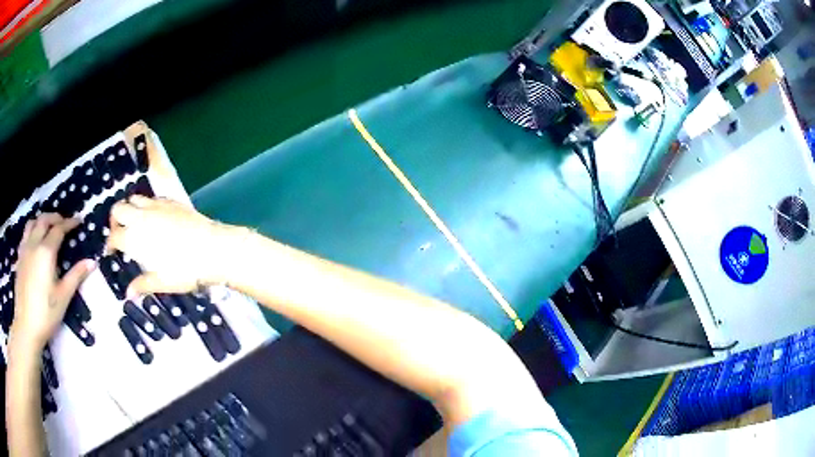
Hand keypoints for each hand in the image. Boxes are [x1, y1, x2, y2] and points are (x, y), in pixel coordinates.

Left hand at [9, 214, 94, 358]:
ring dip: (41, 220)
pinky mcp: (19, 258)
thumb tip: (92, 262)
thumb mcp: (63, 297)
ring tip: (48, 227)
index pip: (58, 229)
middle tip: (64, 222)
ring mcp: (24, 250)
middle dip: (55, 218)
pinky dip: (32, 230)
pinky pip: (25, 235)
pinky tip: (34, 241)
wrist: (26, 326)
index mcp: (46, 251)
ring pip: (32, 223)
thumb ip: (76, 276)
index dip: (69, 223)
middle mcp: (34, 244)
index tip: (78, 221)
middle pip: (44, 220)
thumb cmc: (46, 314)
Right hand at [105, 196, 238, 296]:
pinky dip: (146, 204)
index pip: (114, 236)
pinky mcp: (170, 200)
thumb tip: (128, 294)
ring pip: (133, 198)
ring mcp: (156, 205)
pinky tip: (153, 217)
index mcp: (135, 237)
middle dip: (114, 220)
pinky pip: (151, 197)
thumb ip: (142, 285)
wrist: (213, 248)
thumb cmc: (185, 269)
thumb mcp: (162, 282)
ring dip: (129, 208)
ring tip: (135, 224)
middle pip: (118, 209)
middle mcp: (142, 216)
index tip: (110, 252)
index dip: (109, 244)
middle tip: (120, 233)